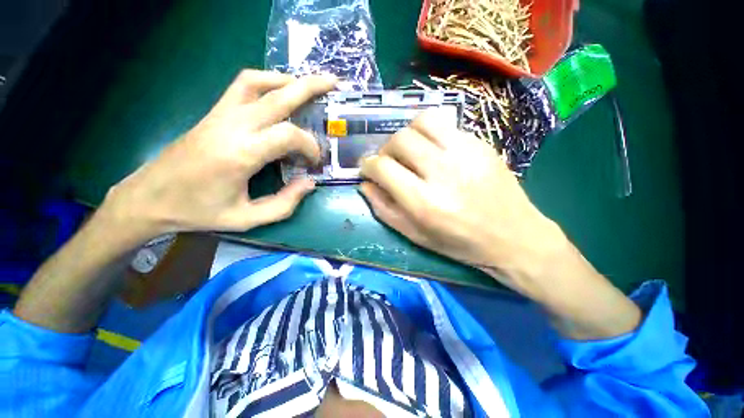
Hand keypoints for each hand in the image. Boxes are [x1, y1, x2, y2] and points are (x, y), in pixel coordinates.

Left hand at [100, 70, 336, 244]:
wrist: (149, 198)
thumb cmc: (198, 212)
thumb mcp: (247, 219)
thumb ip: (284, 204)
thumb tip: (309, 183)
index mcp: (241, 154)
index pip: (289, 135)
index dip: (310, 146)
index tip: (315, 162)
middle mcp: (232, 126)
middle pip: (278, 96)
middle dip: (310, 87)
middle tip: (333, 83)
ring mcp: (220, 115)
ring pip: (257, 81)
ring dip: (286, 80)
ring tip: (308, 85)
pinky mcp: (214, 113)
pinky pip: (242, 86)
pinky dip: (266, 82)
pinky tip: (278, 92)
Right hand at [359, 109, 566, 294]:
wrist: (514, 236)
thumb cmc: (460, 243)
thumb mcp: (415, 235)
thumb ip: (385, 210)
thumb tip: (365, 185)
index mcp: (424, 202)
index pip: (383, 167)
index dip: (368, 165)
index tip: (367, 169)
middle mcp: (442, 172)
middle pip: (399, 140)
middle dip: (385, 149)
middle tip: (388, 161)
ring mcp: (465, 153)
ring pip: (422, 121)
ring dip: (406, 134)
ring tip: (409, 150)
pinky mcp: (481, 144)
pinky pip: (445, 125)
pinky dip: (429, 133)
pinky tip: (433, 150)